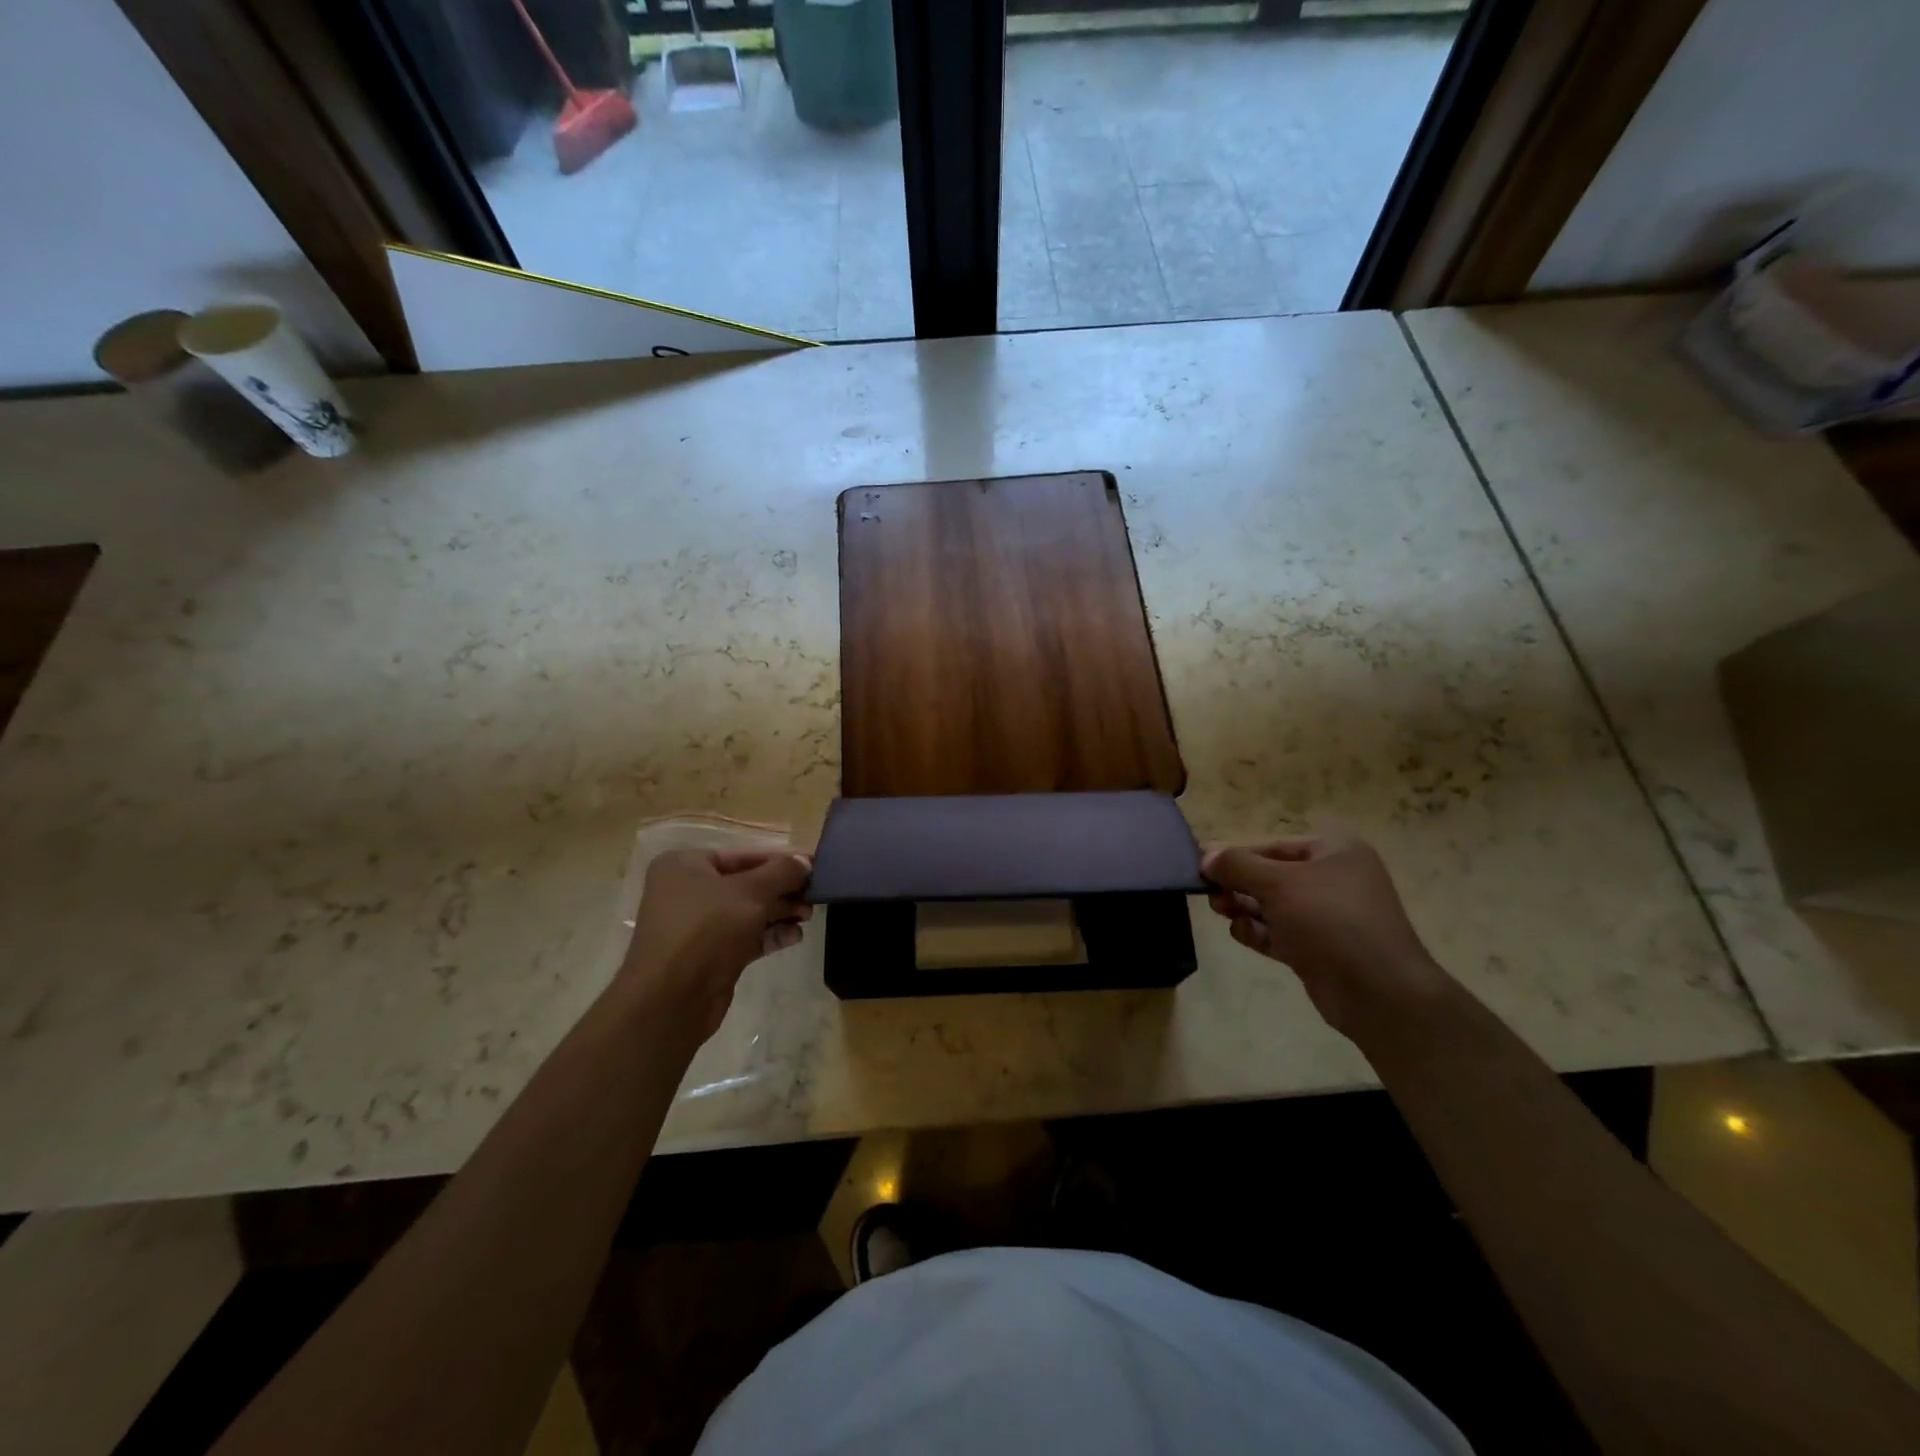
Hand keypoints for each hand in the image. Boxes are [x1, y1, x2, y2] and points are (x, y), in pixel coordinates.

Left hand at [618, 848, 812, 1042]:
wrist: (672, 999)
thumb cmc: (707, 929)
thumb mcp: (751, 892)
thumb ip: (782, 872)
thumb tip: (806, 860)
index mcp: (685, 866)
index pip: (743, 855)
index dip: (781, 860)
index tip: (814, 865)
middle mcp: (687, 891)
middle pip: (747, 883)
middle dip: (783, 889)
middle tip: (815, 895)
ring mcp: (697, 926)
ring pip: (748, 912)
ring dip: (780, 912)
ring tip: (808, 915)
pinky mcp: (709, 955)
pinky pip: (745, 937)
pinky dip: (769, 935)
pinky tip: (795, 936)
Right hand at [1201, 834, 1449, 1036]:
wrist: (1377, 990)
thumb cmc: (1329, 919)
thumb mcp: (1278, 883)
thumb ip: (1237, 866)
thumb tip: (1206, 855)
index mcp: (1335, 852)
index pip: (1274, 845)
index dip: (1237, 853)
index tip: (1202, 863)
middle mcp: (1333, 880)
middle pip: (1272, 875)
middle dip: (1238, 883)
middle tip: (1209, 892)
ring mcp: (1327, 917)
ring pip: (1273, 905)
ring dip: (1243, 906)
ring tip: (1220, 911)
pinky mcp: (1318, 950)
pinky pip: (1279, 933)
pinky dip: (1258, 931)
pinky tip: (1240, 932)